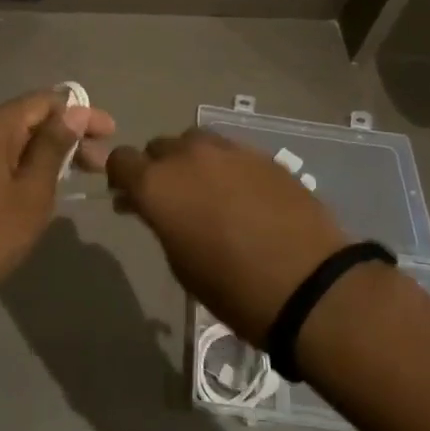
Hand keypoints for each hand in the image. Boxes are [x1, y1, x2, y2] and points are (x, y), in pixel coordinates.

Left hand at [0, 88, 115, 322]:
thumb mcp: (33, 189)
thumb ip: (54, 146)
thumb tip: (74, 112)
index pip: (45, 102)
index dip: (81, 113)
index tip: (111, 133)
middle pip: (31, 119)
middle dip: (69, 135)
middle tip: (102, 162)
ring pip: (19, 140)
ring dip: (52, 152)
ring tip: (85, 173)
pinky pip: (4, 158)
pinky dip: (31, 165)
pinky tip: (51, 183)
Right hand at [106, 128, 351, 343]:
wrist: (308, 284)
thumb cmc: (232, 288)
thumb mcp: (180, 263)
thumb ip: (161, 222)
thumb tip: (153, 207)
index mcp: (158, 183)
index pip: (121, 160)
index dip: (121, 178)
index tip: (129, 199)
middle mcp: (188, 155)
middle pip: (159, 147)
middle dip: (158, 169)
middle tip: (170, 201)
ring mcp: (228, 150)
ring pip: (195, 143)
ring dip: (191, 162)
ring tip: (206, 193)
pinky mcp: (262, 154)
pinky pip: (230, 152)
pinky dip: (225, 167)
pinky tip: (241, 196)